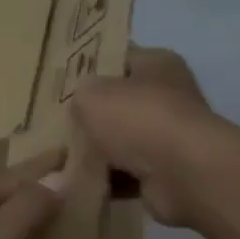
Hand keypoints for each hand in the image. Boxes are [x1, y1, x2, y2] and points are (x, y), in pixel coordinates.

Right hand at [71, 47, 216, 227]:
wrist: (183, 175)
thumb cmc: (138, 119)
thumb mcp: (91, 94)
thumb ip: (79, 95)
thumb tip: (82, 108)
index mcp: (156, 64)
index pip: (117, 57)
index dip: (88, 67)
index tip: (59, 82)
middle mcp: (167, 96)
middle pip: (117, 102)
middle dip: (89, 116)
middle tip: (56, 123)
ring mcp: (167, 136)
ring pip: (119, 141)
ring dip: (95, 152)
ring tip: (60, 157)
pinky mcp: (164, 173)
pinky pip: (125, 174)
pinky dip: (105, 179)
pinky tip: (77, 181)